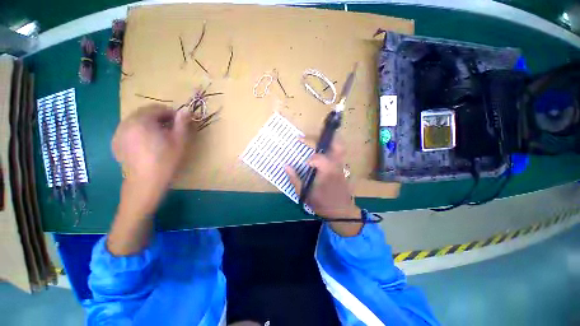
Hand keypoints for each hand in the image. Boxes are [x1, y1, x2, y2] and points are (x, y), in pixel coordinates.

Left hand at [112, 105, 191, 215]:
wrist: (146, 182)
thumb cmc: (166, 160)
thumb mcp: (180, 141)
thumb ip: (182, 123)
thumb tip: (186, 109)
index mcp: (142, 120)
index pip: (157, 108)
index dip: (171, 113)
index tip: (180, 122)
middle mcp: (127, 123)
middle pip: (145, 112)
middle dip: (159, 117)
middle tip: (170, 129)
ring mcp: (119, 132)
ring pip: (136, 120)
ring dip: (149, 123)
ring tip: (159, 136)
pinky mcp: (116, 142)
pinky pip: (129, 129)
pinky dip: (139, 130)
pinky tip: (146, 142)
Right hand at [285, 138, 361, 235]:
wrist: (341, 212)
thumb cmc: (322, 203)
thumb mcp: (305, 193)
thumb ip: (294, 179)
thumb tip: (286, 166)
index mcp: (326, 171)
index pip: (318, 157)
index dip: (310, 158)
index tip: (304, 163)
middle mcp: (336, 165)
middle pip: (335, 144)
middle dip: (323, 137)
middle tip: (309, 138)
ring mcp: (341, 165)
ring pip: (340, 146)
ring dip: (329, 139)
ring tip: (316, 139)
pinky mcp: (343, 167)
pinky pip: (339, 152)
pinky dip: (332, 146)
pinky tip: (323, 149)